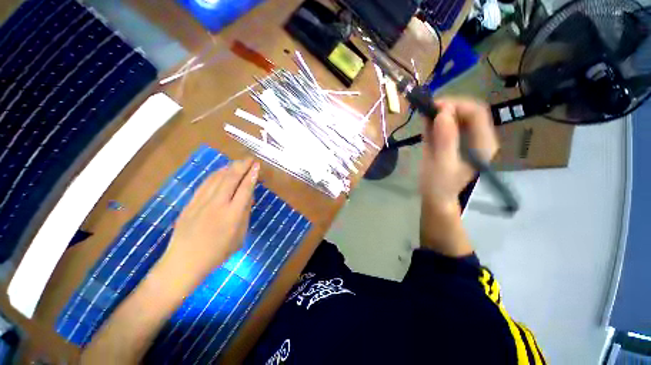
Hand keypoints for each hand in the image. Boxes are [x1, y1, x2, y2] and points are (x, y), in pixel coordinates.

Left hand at [161, 158, 259, 278]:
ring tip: (238, 162)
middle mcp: (217, 205)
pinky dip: (216, 174)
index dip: (252, 176)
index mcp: (232, 215)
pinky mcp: (191, 203)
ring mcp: (201, 202)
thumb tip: (249, 196)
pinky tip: (221, 171)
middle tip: (250, 159)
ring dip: (229, 167)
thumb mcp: (239, 236)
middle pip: (231, 179)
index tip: (257, 166)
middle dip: (242, 166)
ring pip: (217, 178)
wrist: (184, 262)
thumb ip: (245, 214)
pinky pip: (205, 184)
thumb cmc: (217, 253)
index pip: (245, 189)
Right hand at [420, 97, 498, 211]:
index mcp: (482, 143)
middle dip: (447, 107)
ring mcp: (463, 139)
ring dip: (439, 112)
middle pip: (467, 112)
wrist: (434, 196)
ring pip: (455, 116)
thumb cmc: (439, 185)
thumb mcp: (442, 164)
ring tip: (424, 113)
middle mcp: (476, 138)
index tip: (435, 107)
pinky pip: (445, 125)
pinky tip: (425, 120)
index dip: (457, 106)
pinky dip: (434, 120)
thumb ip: (445, 139)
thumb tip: (443, 112)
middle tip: (427, 110)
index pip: (477, 113)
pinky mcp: (451, 141)